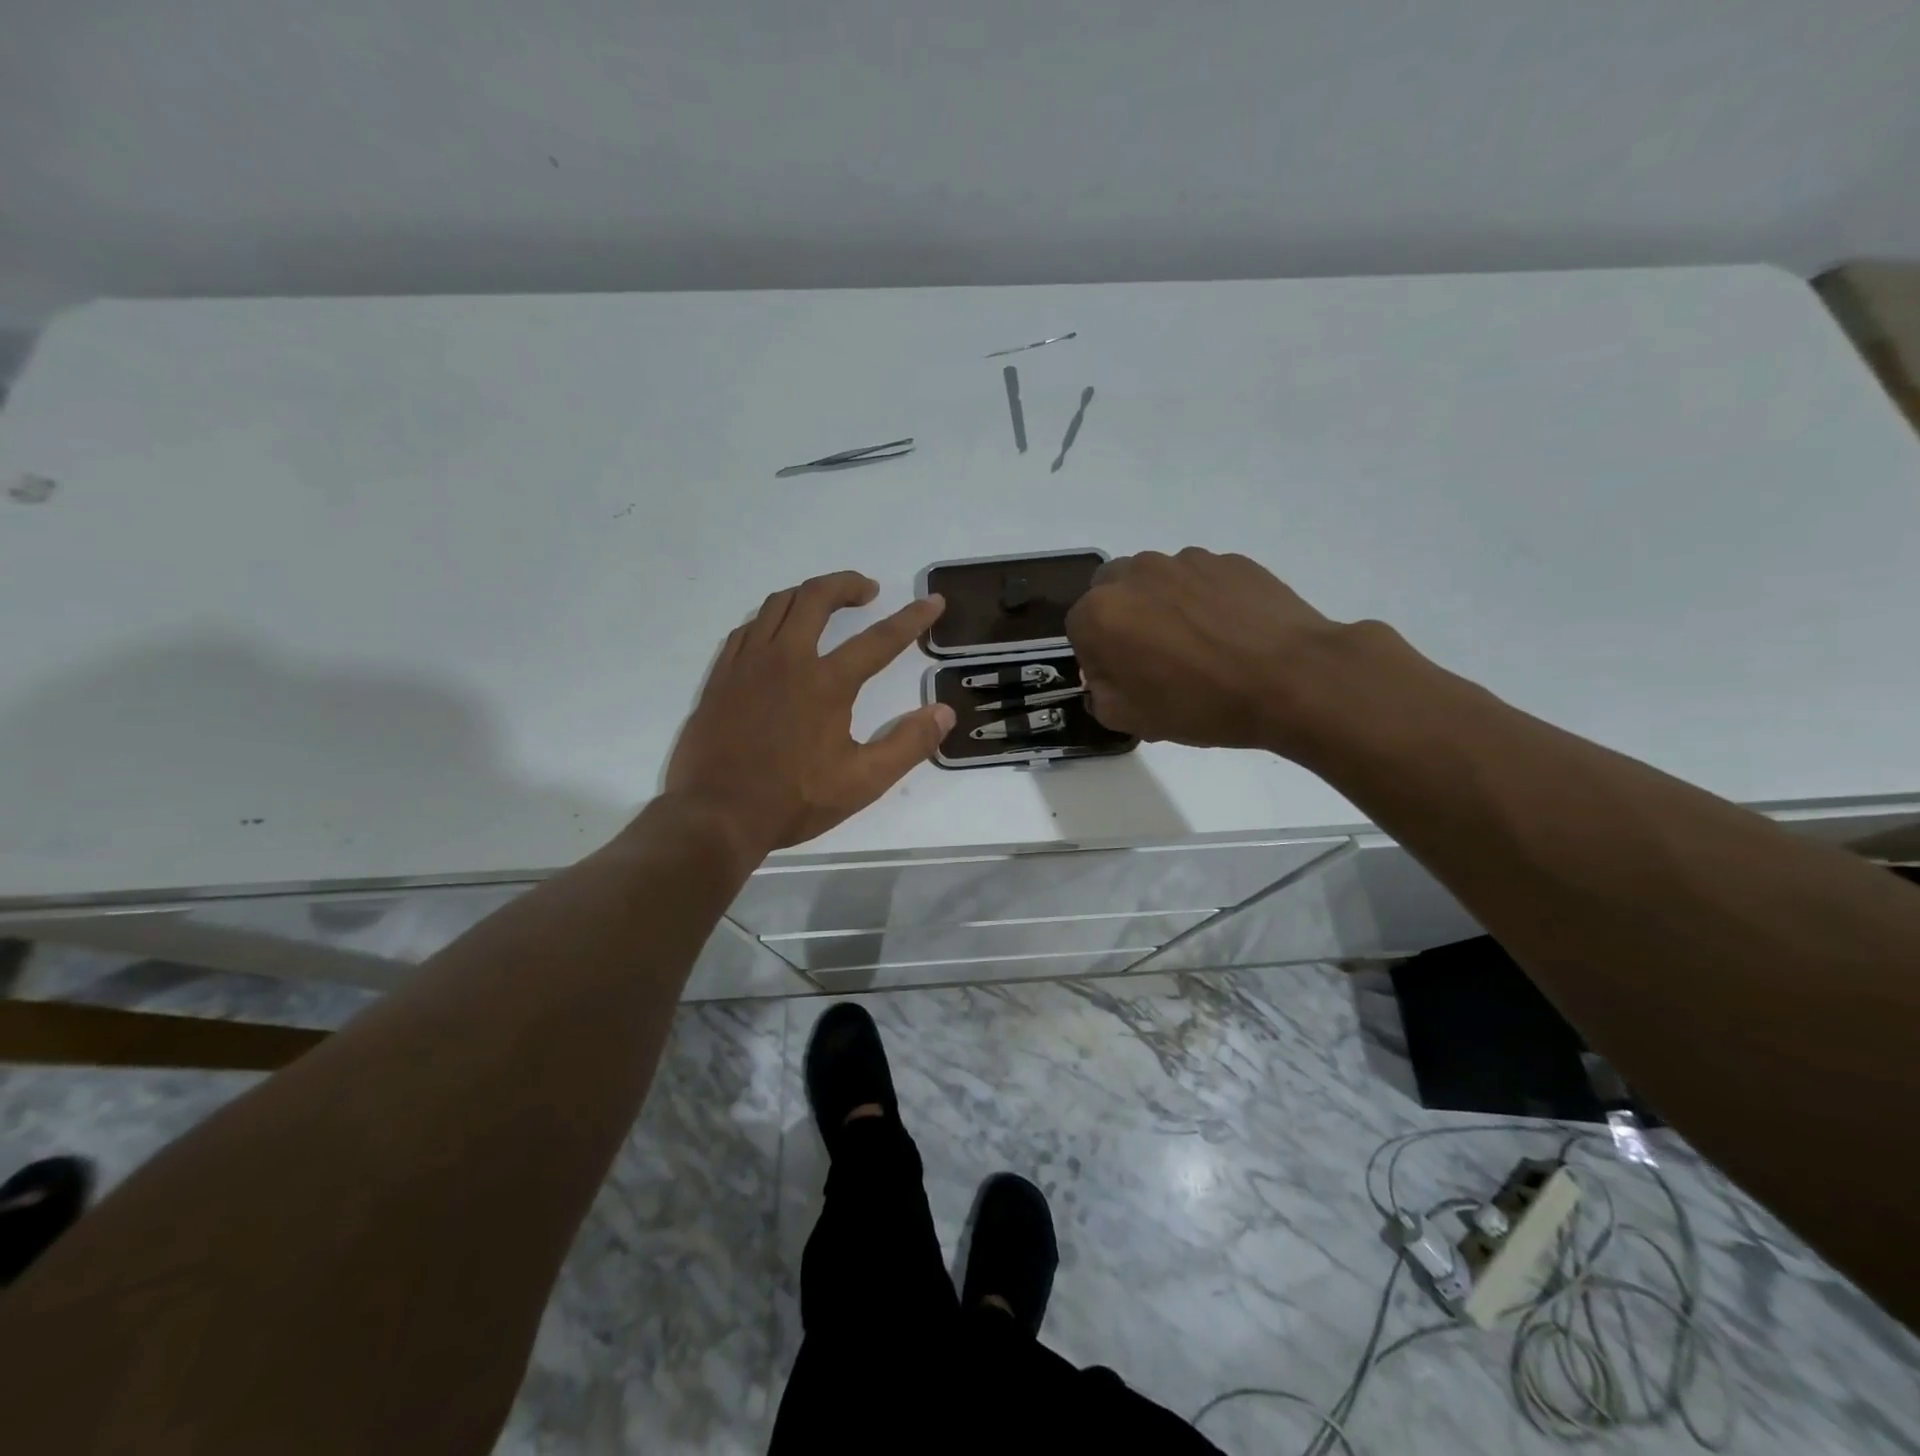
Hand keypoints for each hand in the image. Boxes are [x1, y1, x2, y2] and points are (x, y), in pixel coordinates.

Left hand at [664, 571, 953, 857]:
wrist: (717, 815)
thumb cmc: (794, 800)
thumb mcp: (863, 782)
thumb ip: (908, 744)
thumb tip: (944, 713)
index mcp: (827, 683)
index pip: (880, 639)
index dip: (912, 618)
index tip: (933, 602)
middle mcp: (787, 659)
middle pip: (817, 598)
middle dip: (848, 584)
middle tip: (868, 591)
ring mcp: (748, 664)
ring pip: (778, 604)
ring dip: (808, 595)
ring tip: (825, 604)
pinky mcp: (721, 676)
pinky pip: (748, 629)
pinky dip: (771, 619)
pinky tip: (777, 635)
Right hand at [1065, 548, 1355, 752]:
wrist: (1293, 680)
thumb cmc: (1202, 704)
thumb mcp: (1134, 720)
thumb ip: (1101, 696)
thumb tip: (1107, 679)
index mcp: (1102, 612)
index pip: (1078, 629)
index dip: (1097, 657)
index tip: (1124, 679)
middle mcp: (1136, 573)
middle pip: (1112, 592)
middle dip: (1123, 620)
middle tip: (1154, 656)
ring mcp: (1186, 560)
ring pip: (1156, 581)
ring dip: (1162, 606)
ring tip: (1199, 644)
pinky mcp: (1229, 559)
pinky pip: (1200, 579)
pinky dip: (1204, 600)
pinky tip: (1230, 633)